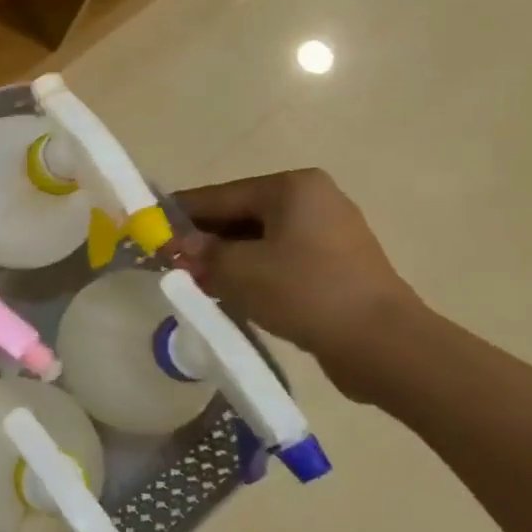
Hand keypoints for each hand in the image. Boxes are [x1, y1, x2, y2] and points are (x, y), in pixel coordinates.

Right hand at [172, 169, 421, 398]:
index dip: (180, 214)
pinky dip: (253, 272)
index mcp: (291, 188)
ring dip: (227, 259)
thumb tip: (178, 246)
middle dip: (204, 240)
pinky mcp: (337, 265)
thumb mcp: (239, 270)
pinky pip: (281, 259)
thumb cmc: (305, 292)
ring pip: (260, 240)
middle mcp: (313, 200)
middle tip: (169, 261)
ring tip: (194, 281)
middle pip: (240, 216)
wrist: (382, 343)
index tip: (149, 226)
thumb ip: (202, 252)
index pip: (219, 195)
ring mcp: (330, 233)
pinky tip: (231, 293)